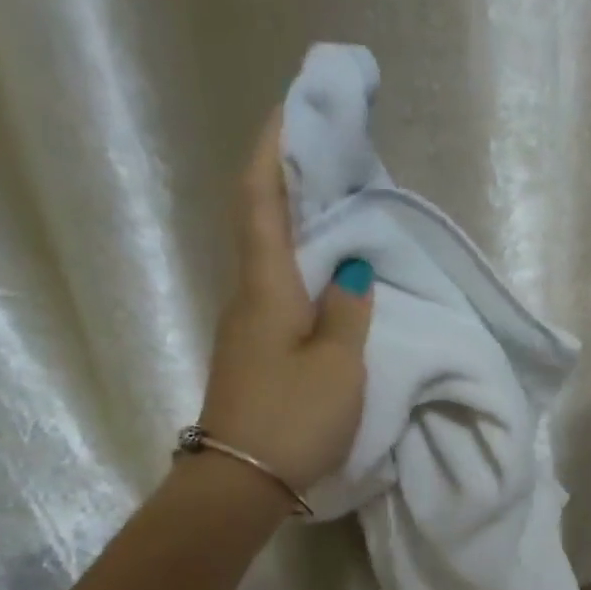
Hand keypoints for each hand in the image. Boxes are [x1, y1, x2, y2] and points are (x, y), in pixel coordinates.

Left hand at [196, 109, 372, 501]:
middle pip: (261, 220)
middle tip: (328, 151)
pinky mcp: (256, 351)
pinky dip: (302, 264)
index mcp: (267, 287)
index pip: (261, 200)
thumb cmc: (293, 418)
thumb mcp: (339, 365)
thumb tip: (350, 270)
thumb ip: (348, 313)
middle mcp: (248, 295)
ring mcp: (248, 325)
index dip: (273, 150)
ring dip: (297, 221)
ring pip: (271, 256)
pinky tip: (329, 271)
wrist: (240, 481)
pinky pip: (280, 289)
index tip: (292, 107)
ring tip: (336, 201)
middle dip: (288, 177)